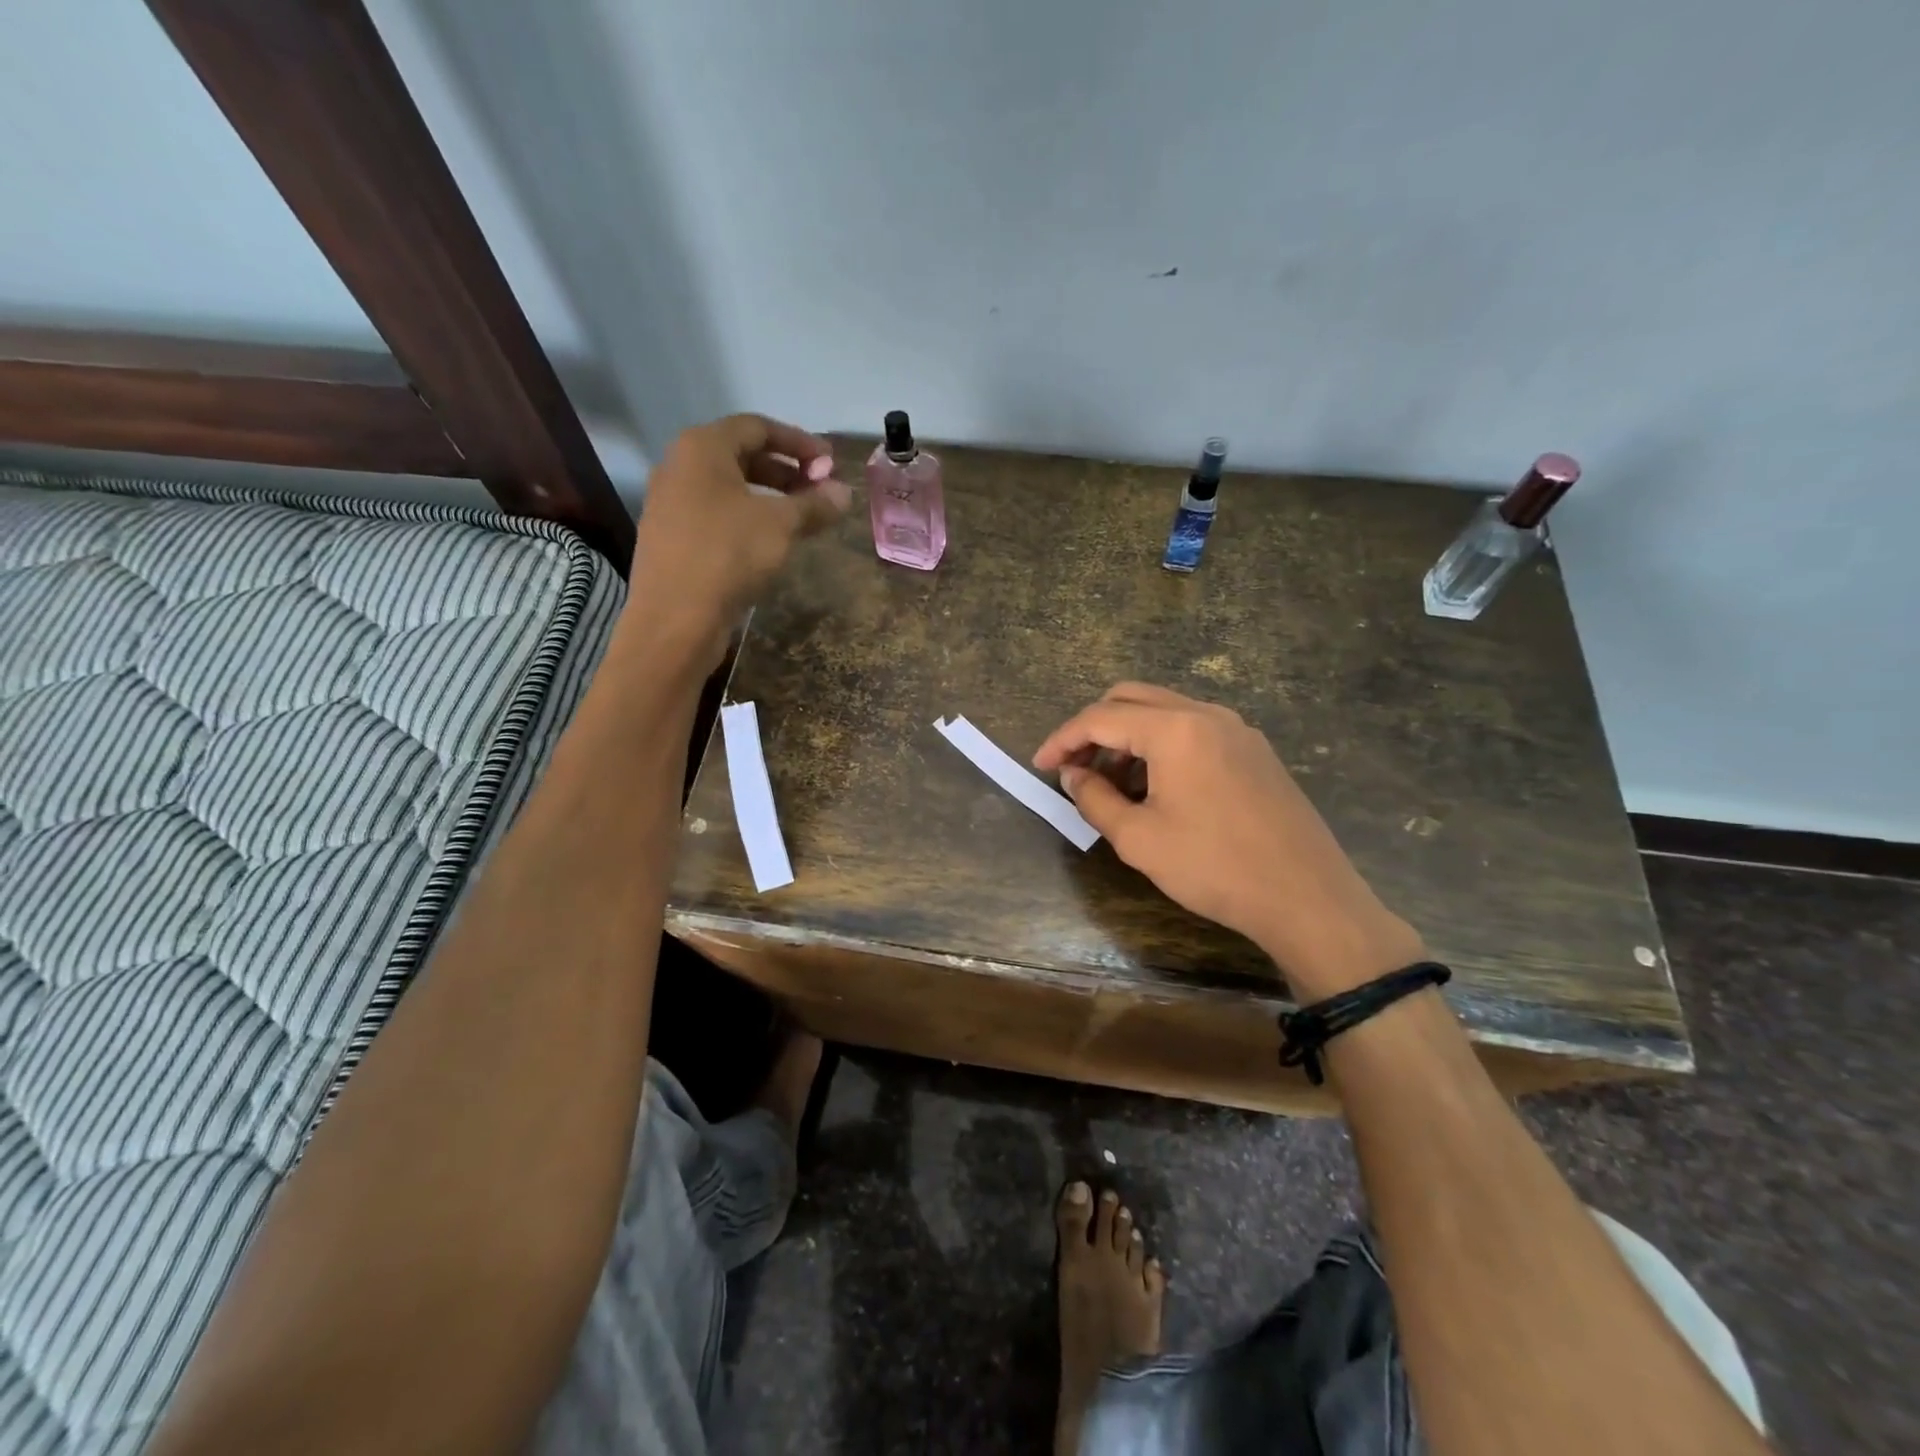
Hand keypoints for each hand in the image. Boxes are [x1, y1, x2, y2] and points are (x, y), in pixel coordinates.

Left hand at [622, 414, 851, 663]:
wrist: (675, 618)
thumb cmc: (729, 555)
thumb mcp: (781, 525)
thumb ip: (815, 503)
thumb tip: (844, 492)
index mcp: (702, 447)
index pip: (758, 427)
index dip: (800, 442)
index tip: (831, 463)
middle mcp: (680, 466)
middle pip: (742, 456)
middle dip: (787, 470)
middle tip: (820, 491)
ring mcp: (671, 503)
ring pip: (730, 488)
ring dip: (770, 498)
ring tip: (802, 519)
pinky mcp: (672, 537)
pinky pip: (718, 514)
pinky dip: (749, 518)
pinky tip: (771, 543)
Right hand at [1033, 683, 1422, 998]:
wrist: (1306, 897)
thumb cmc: (1214, 867)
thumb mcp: (1138, 838)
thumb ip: (1094, 798)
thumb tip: (1072, 773)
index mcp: (1175, 729)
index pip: (1100, 718)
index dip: (1062, 739)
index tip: (1040, 765)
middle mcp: (1206, 714)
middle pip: (1131, 699)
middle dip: (1093, 728)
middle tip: (1073, 767)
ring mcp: (1236, 729)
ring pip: (1164, 711)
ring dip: (1128, 736)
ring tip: (1111, 782)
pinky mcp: (1254, 749)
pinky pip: (1193, 729)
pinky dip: (1161, 744)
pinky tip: (1156, 785)